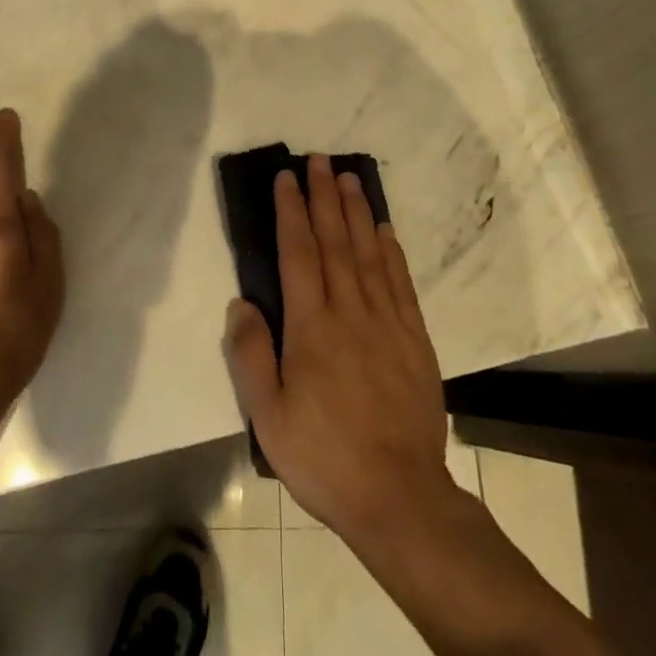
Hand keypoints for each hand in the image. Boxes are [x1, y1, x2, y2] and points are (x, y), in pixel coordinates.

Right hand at [224, 155, 458, 543]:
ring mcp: (386, 322)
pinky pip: (400, 282)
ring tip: (349, 178)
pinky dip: (391, 251)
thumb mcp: (268, 417)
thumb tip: (241, 302)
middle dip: (324, 197)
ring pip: (368, 253)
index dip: (292, 212)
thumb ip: (251, 355)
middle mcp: (350, 312)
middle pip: (335, 241)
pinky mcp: (414, 338)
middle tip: (319, 160)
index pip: (299, 253)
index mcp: (311, 327)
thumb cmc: (324, 457)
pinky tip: (383, 229)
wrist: (399, 496)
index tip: (287, 178)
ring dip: (357, 212)